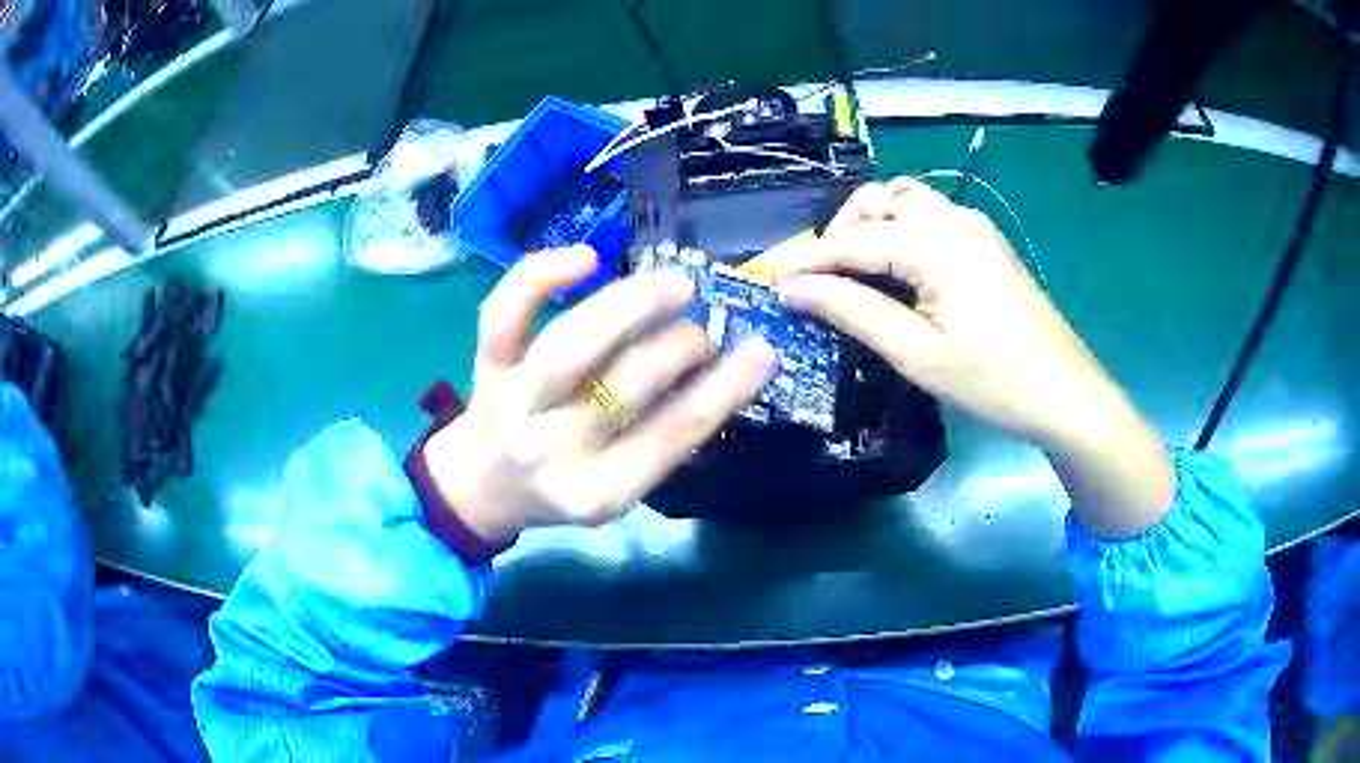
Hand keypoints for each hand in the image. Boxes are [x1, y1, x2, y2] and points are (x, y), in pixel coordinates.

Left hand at [423, 246, 775, 543]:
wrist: (483, 485)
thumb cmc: (564, 483)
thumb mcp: (619, 484)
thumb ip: (663, 437)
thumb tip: (721, 369)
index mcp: (598, 493)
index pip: (671, 436)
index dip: (723, 389)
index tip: (762, 350)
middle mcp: (552, 451)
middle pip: (624, 388)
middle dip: (679, 347)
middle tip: (704, 329)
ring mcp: (512, 405)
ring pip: (571, 346)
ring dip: (631, 307)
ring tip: (675, 286)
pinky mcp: (485, 367)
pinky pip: (505, 315)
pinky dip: (541, 276)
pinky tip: (587, 257)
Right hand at [763, 178, 1174, 536]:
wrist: (1066, 393)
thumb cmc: (993, 381)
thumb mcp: (917, 354)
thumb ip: (852, 312)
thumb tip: (794, 291)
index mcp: (934, 244)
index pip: (853, 241)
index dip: (806, 260)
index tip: (769, 279)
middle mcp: (953, 219)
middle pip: (879, 201)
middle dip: (838, 232)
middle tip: (815, 278)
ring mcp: (974, 226)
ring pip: (905, 201)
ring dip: (869, 225)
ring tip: (850, 270)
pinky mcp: (985, 242)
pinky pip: (929, 217)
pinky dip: (898, 231)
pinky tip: (894, 269)